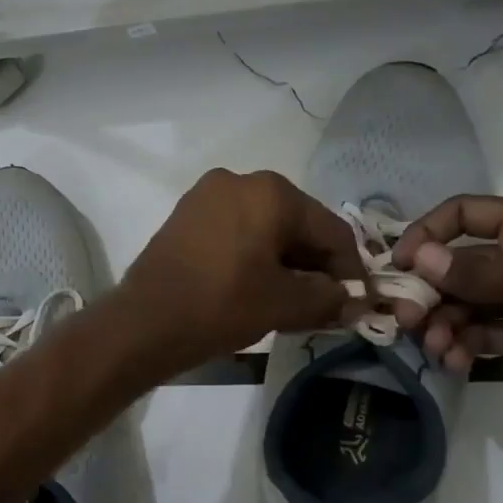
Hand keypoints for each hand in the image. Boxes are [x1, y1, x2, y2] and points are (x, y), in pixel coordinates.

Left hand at [119, 169, 365, 373]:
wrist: (144, 322)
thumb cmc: (221, 305)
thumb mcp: (284, 304)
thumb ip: (329, 298)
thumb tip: (356, 302)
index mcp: (271, 191)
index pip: (331, 230)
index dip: (350, 269)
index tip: (359, 302)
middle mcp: (239, 180)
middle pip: (296, 224)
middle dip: (315, 266)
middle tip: (326, 304)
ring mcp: (206, 196)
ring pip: (264, 229)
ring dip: (284, 263)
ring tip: (293, 302)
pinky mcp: (185, 217)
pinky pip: (235, 233)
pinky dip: (253, 257)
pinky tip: (257, 288)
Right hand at [392, 196, 502, 427]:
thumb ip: (472, 270)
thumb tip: (418, 259)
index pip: (464, 214)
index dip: (426, 233)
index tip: (398, 265)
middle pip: (459, 265)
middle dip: (429, 292)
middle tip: (408, 321)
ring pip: (470, 304)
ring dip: (446, 324)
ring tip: (436, 350)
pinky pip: (488, 333)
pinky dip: (468, 345)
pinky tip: (455, 362)